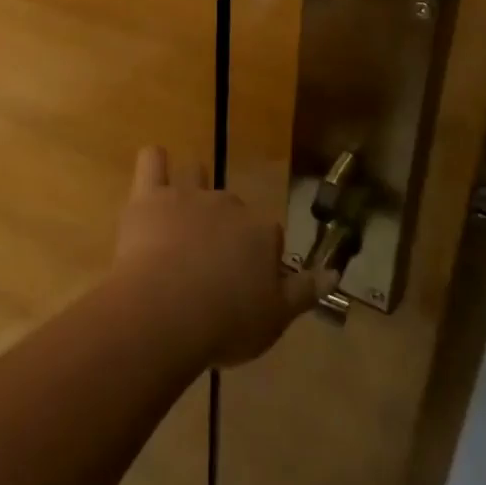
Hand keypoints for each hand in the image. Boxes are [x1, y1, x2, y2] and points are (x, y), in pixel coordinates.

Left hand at [112, 146, 333, 368]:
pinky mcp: (150, 196)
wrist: (166, 311)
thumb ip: (306, 292)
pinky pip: (152, 161)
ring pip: (196, 175)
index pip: (270, 236)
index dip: (260, 257)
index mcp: (262, 233)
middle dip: (225, 227)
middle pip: (232, 208)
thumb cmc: (225, 323)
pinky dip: (155, 162)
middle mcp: (229, 205)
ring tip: (182, 214)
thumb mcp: (275, 319)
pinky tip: (155, 169)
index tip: (248, 284)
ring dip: (193, 186)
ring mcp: (188, 196)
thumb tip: (335, 273)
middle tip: (210, 263)